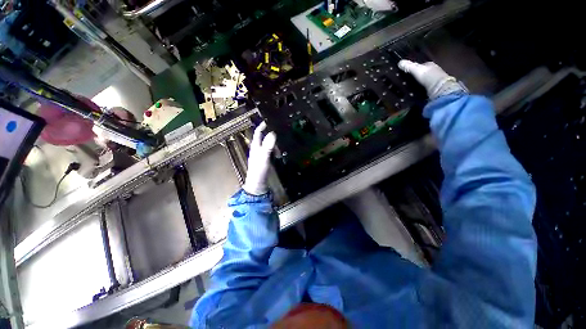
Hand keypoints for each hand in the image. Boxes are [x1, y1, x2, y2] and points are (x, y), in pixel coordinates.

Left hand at [243, 122, 276, 195]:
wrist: (258, 183)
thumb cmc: (259, 170)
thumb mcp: (263, 157)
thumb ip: (267, 146)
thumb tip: (272, 133)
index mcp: (255, 146)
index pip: (257, 133)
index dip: (262, 126)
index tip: (269, 120)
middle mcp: (257, 149)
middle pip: (263, 138)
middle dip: (270, 133)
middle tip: (279, 130)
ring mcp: (261, 155)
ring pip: (267, 144)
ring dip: (273, 142)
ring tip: (281, 142)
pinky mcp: (265, 160)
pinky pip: (270, 151)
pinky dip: (275, 150)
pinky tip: (279, 152)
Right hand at [398, 60, 465, 99]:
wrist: (439, 88)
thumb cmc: (428, 76)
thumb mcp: (417, 70)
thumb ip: (409, 66)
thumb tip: (399, 62)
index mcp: (430, 65)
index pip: (421, 65)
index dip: (414, 68)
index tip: (407, 72)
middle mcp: (434, 71)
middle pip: (423, 73)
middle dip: (417, 76)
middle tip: (408, 81)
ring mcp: (435, 80)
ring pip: (424, 81)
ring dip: (418, 83)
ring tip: (410, 88)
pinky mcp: (434, 89)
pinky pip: (425, 88)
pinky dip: (421, 89)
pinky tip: (416, 92)